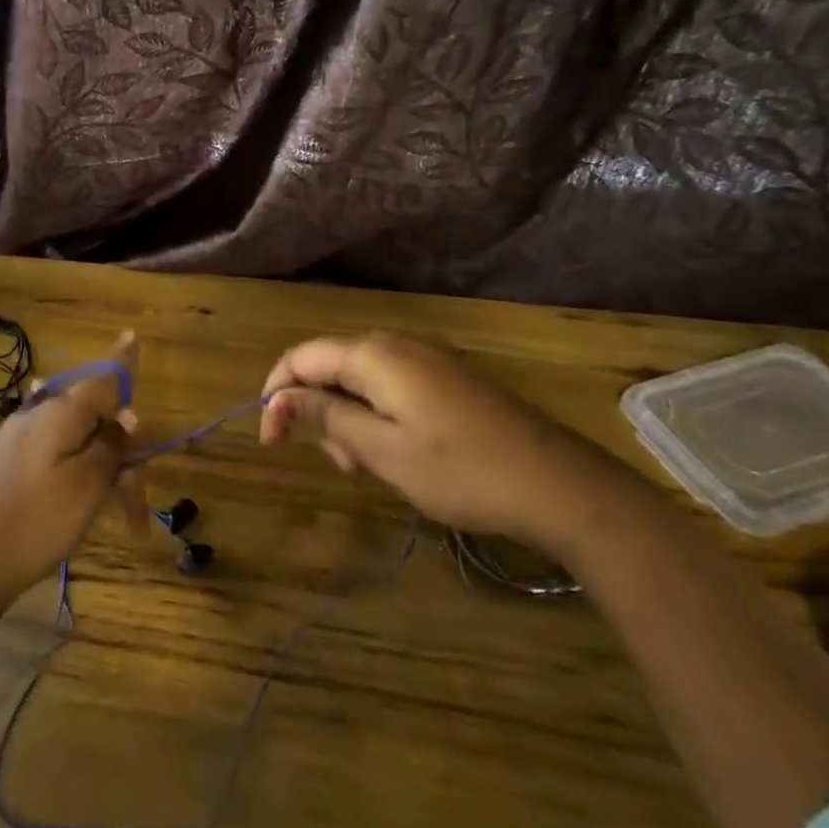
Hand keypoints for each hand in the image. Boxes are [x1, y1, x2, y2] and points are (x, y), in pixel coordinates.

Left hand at [0, 333, 148, 615]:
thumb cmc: (35, 522)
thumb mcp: (87, 485)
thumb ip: (111, 445)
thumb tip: (127, 415)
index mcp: (60, 412)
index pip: (102, 380)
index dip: (122, 363)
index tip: (132, 333)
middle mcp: (37, 414)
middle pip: (92, 416)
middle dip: (120, 451)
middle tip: (134, 507)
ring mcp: (18, 438)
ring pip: (75, 440)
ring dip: (99, 468)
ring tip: (112, 515)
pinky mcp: (7, 463)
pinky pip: (54, 454)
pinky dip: (76, 473)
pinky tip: (78, 491)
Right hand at [259, 332, 620, 549]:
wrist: (558, 484)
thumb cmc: (461, 471)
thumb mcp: (383, 450)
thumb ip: (327, 416)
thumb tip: (281, 397)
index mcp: (374, 355)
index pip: (302, 357)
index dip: (276, 393)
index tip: (270, 439)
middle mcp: (397, 343)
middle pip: (331, 365)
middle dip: (318, 410)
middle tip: (338, 464)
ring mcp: (427, 357)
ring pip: (362, 378)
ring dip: (349, 417)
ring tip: (367, 466)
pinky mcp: (448, 377)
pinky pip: (392, 385)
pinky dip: (377, 414)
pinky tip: (396, 451)